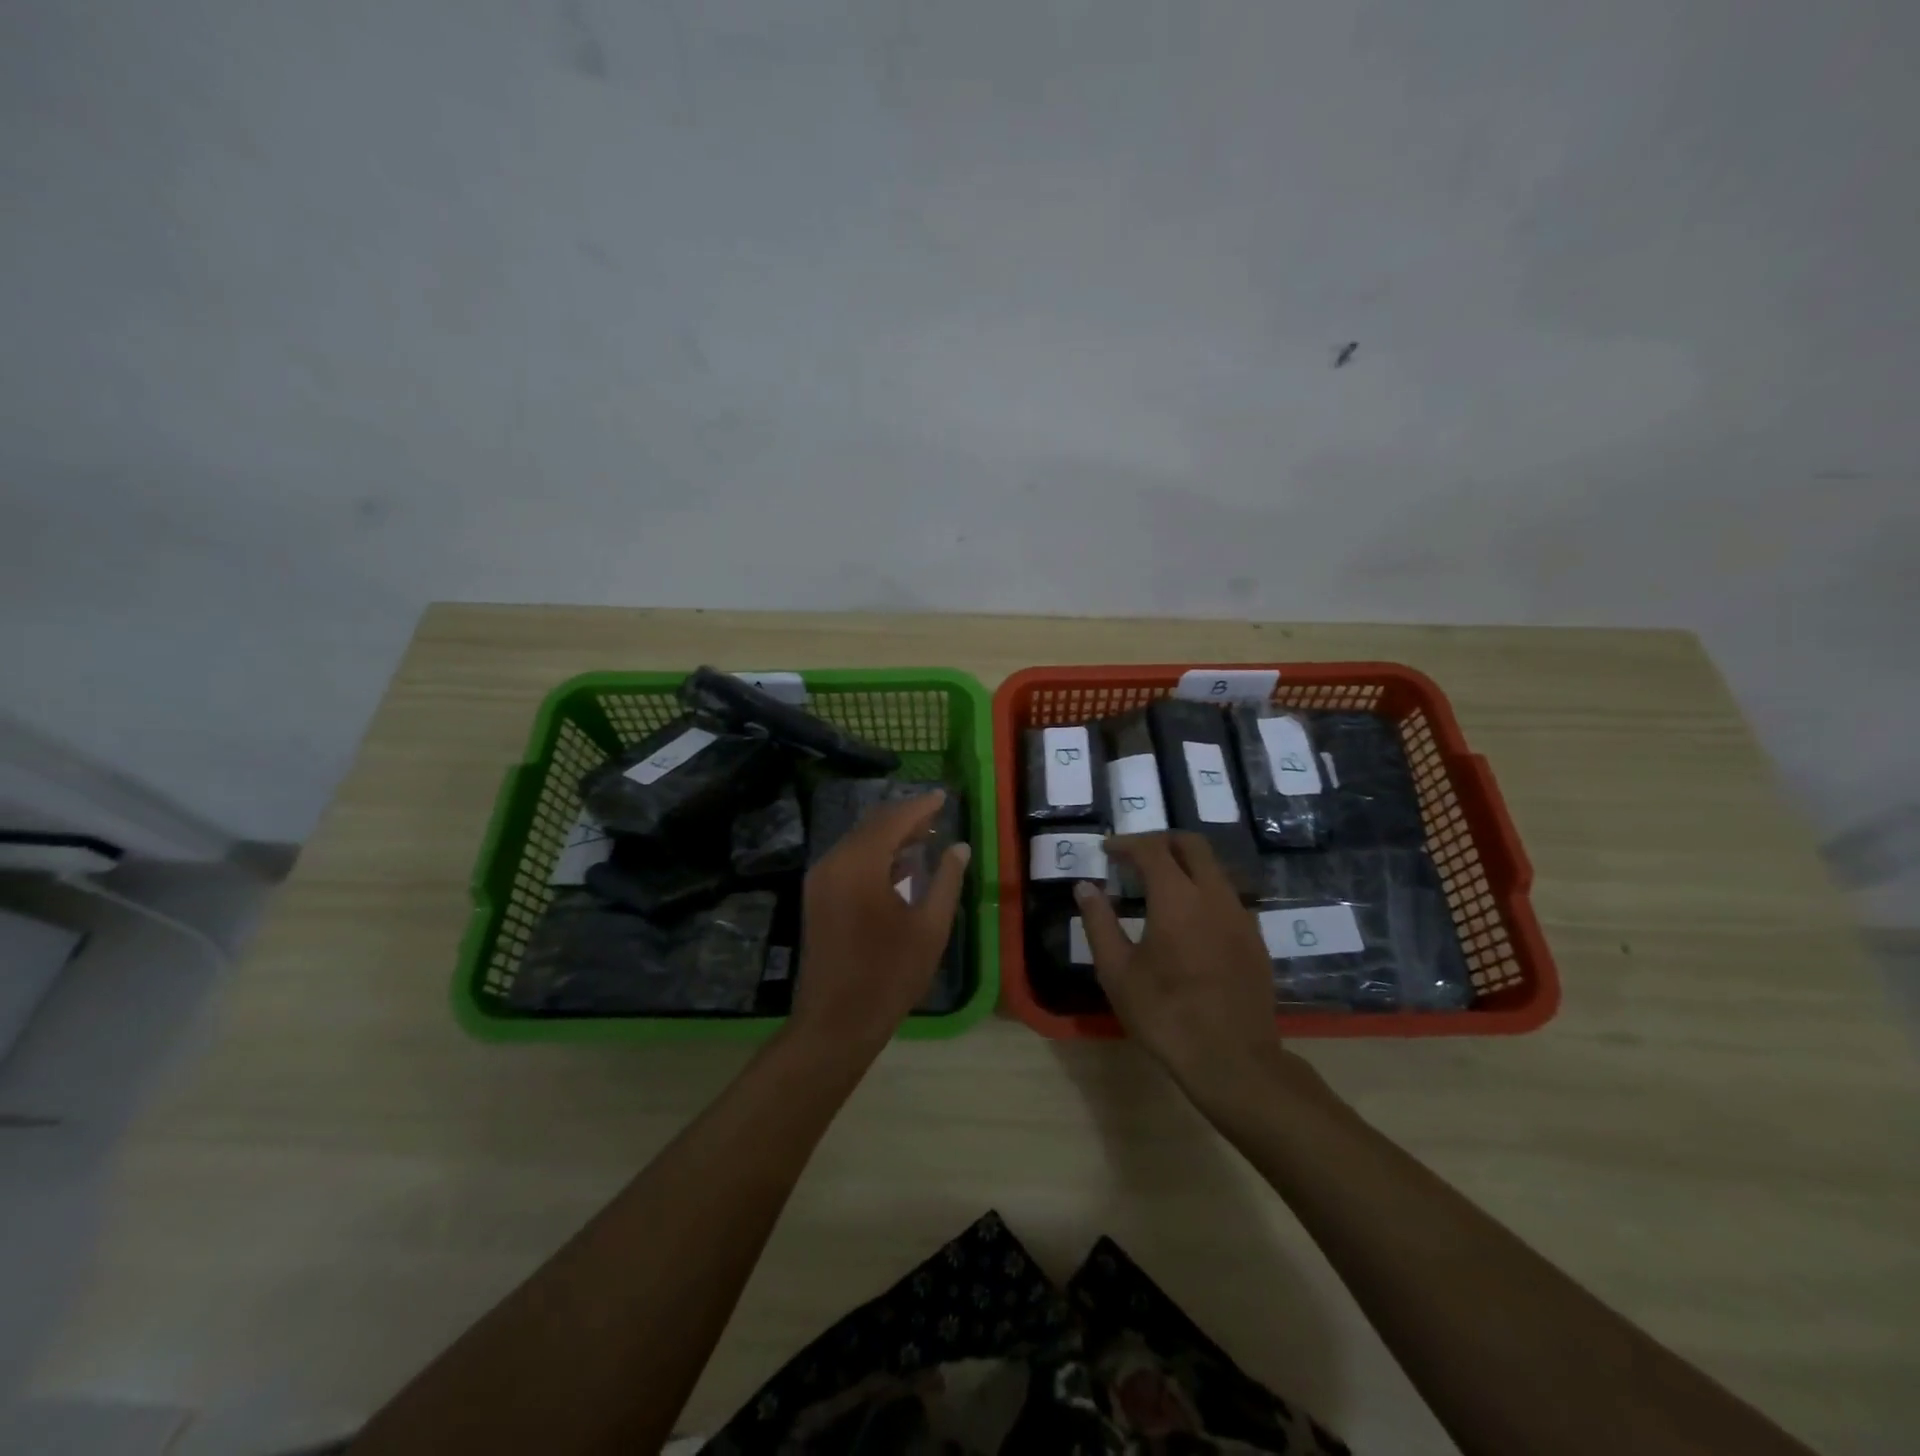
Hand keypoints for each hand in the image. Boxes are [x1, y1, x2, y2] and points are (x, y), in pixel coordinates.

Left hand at [791, 790, 970, 1054]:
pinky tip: (899, 865)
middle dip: (905, 818)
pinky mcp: (817, 897)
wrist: (836, 1021)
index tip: (944, 796)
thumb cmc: (889, 975)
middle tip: (937, 815)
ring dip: (890, 836)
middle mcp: (834, 862)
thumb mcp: (930, 928)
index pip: (893, 820)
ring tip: (924, 836)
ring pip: (859, 842)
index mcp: (860, 865)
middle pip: (872, 825)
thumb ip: (946, 880)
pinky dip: (874, 854)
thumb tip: (958, 847)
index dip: (921, 806)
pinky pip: (848, 860)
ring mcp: (820, 880)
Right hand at [1074, 832, 1281, 1097]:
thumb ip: (1099, 923)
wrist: (1233, 1060)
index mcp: (1177, 898)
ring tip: (1159, 886)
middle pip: (1192, 845)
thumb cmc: (1165, 1014)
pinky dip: (1203, 890)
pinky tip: (1188, 919)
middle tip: (1135, 856)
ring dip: (1185, 864)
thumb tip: (1085, 888)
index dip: (1127, 843)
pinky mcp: (1255, 938)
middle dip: (1161, 841)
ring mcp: (1240, 915)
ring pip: (1214, 869)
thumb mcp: (1117, 972)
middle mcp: (1214, 895)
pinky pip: (1227, 896)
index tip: (1107, 850)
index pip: (1151, 849)